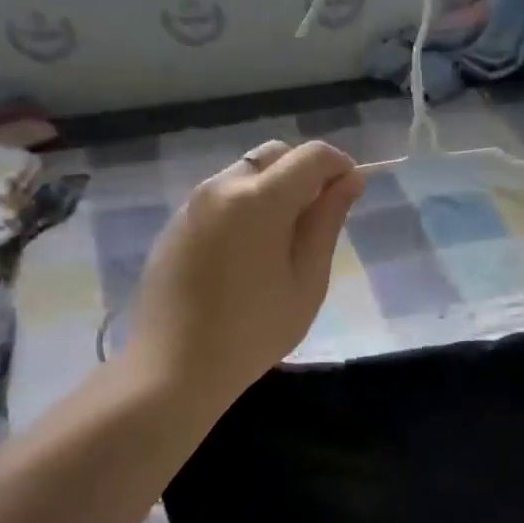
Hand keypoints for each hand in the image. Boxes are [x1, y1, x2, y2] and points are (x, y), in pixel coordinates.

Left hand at [115, 140, 362, 413]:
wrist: (173, 367)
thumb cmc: (253, 331)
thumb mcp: (307, 280)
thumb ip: (327, 221)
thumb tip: (350, 180)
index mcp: (259, 199)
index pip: (311, 155)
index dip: (340, 166)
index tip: (350, 194)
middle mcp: (222, 186)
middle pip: (275, 154)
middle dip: (305, 172)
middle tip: (318, 217)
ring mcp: (192, 203)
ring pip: (246, 172)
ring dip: (274, 187)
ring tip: (284, 238)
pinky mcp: (176, 222)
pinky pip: (221, 195)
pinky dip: (246, 203)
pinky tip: (248, 251)